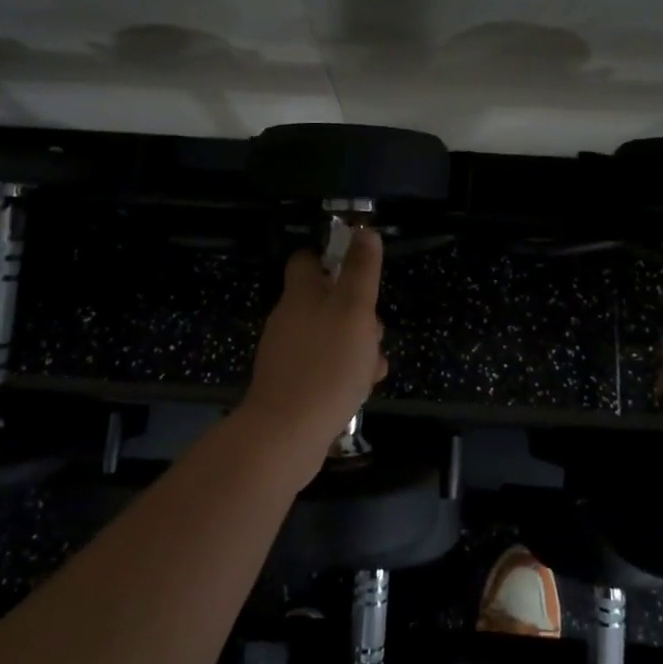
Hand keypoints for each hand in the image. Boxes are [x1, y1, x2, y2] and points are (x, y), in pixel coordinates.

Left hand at [241, 228, 388, 467]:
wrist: (286, 434)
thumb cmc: (327, 363)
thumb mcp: (354, 309)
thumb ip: (361, 269)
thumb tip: (364, 229)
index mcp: (300, 294)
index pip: (307, 259)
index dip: (332, 258)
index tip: (359, 270)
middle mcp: (289, 318)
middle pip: (327, 301)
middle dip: (359, 313)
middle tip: (376, 330)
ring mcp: (288, 353)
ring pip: (332, 336)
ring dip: (358, 346)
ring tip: (374, 368)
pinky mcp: (292, 384)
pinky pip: (325, 367)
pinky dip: (345, 373)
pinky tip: (362, 390)